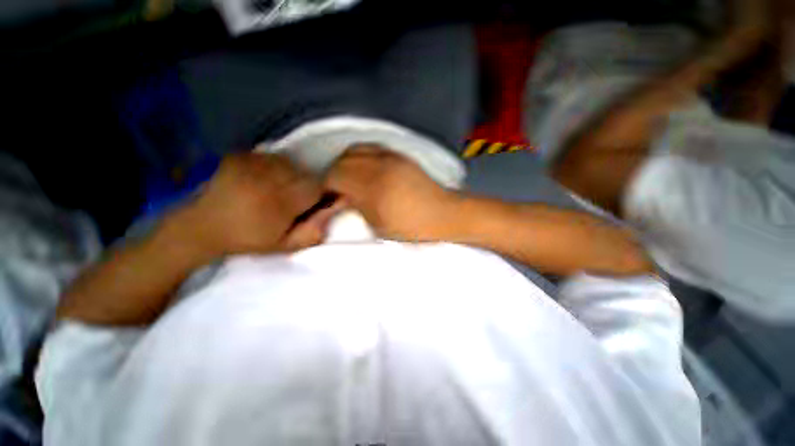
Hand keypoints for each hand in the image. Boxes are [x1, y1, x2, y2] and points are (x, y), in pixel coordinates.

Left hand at [174, 153, 338, 257]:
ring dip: (292, 175)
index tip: (308, 205)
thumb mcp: (285, 245)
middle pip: (305, 173)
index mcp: (279, 202)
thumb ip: (314, 230)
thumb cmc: (249, 239)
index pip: (316, 188)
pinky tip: (264, 180)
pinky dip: (276, 167)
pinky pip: (272, 157)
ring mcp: (251, 164)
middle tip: (292, 200)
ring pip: (291, 163)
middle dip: (305, 186)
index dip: (317, 196)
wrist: (202, 227)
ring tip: (278, 189)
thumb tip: (335, 210)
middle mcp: (267, 178)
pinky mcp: (241, 155)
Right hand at [324, 145, 459, 240]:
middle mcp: (380, 166)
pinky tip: (367, 170)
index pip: (335, 176)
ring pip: (356, 149)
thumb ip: (356, 208)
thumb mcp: (378, 225)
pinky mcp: (400, 156)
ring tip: (351, 178)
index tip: (329, 198)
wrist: (444, 215)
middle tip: (338, 190)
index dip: (327, 187)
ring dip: (347, 163)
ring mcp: (391, 158)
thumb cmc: (412, 228)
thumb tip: (341, 198)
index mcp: (373, 186)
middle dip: (335, 174)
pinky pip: (372, 148)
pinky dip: (362, 156)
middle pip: (343, 160)